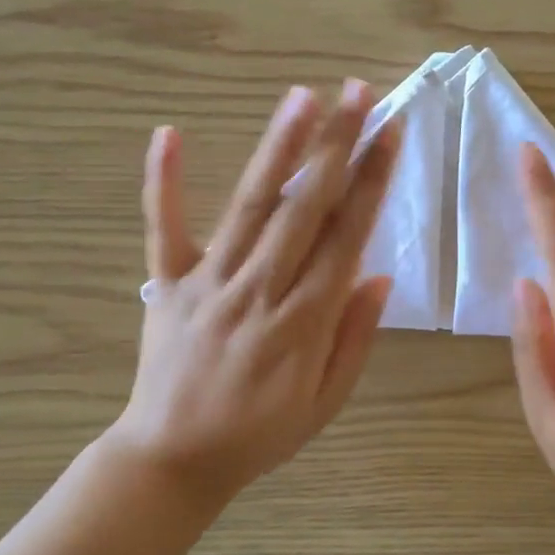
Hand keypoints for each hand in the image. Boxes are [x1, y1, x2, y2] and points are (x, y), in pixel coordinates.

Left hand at [107, 80, 400, 508]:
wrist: (171, 460)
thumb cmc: (259, 434)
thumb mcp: (325, 403)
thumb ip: (354, 338)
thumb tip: (380, 276)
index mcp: (304, 321)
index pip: (347, 237)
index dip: (372, 182)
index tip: (390, 134)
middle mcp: (260, 290)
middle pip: (306, 207)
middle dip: (337, 146)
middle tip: (359, 93)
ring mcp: (209, 282)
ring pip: (250, 205)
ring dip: (279, 148)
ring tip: (302, 98)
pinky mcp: (167, 284)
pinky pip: (163, 228)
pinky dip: (164, 182)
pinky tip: (170, 133)